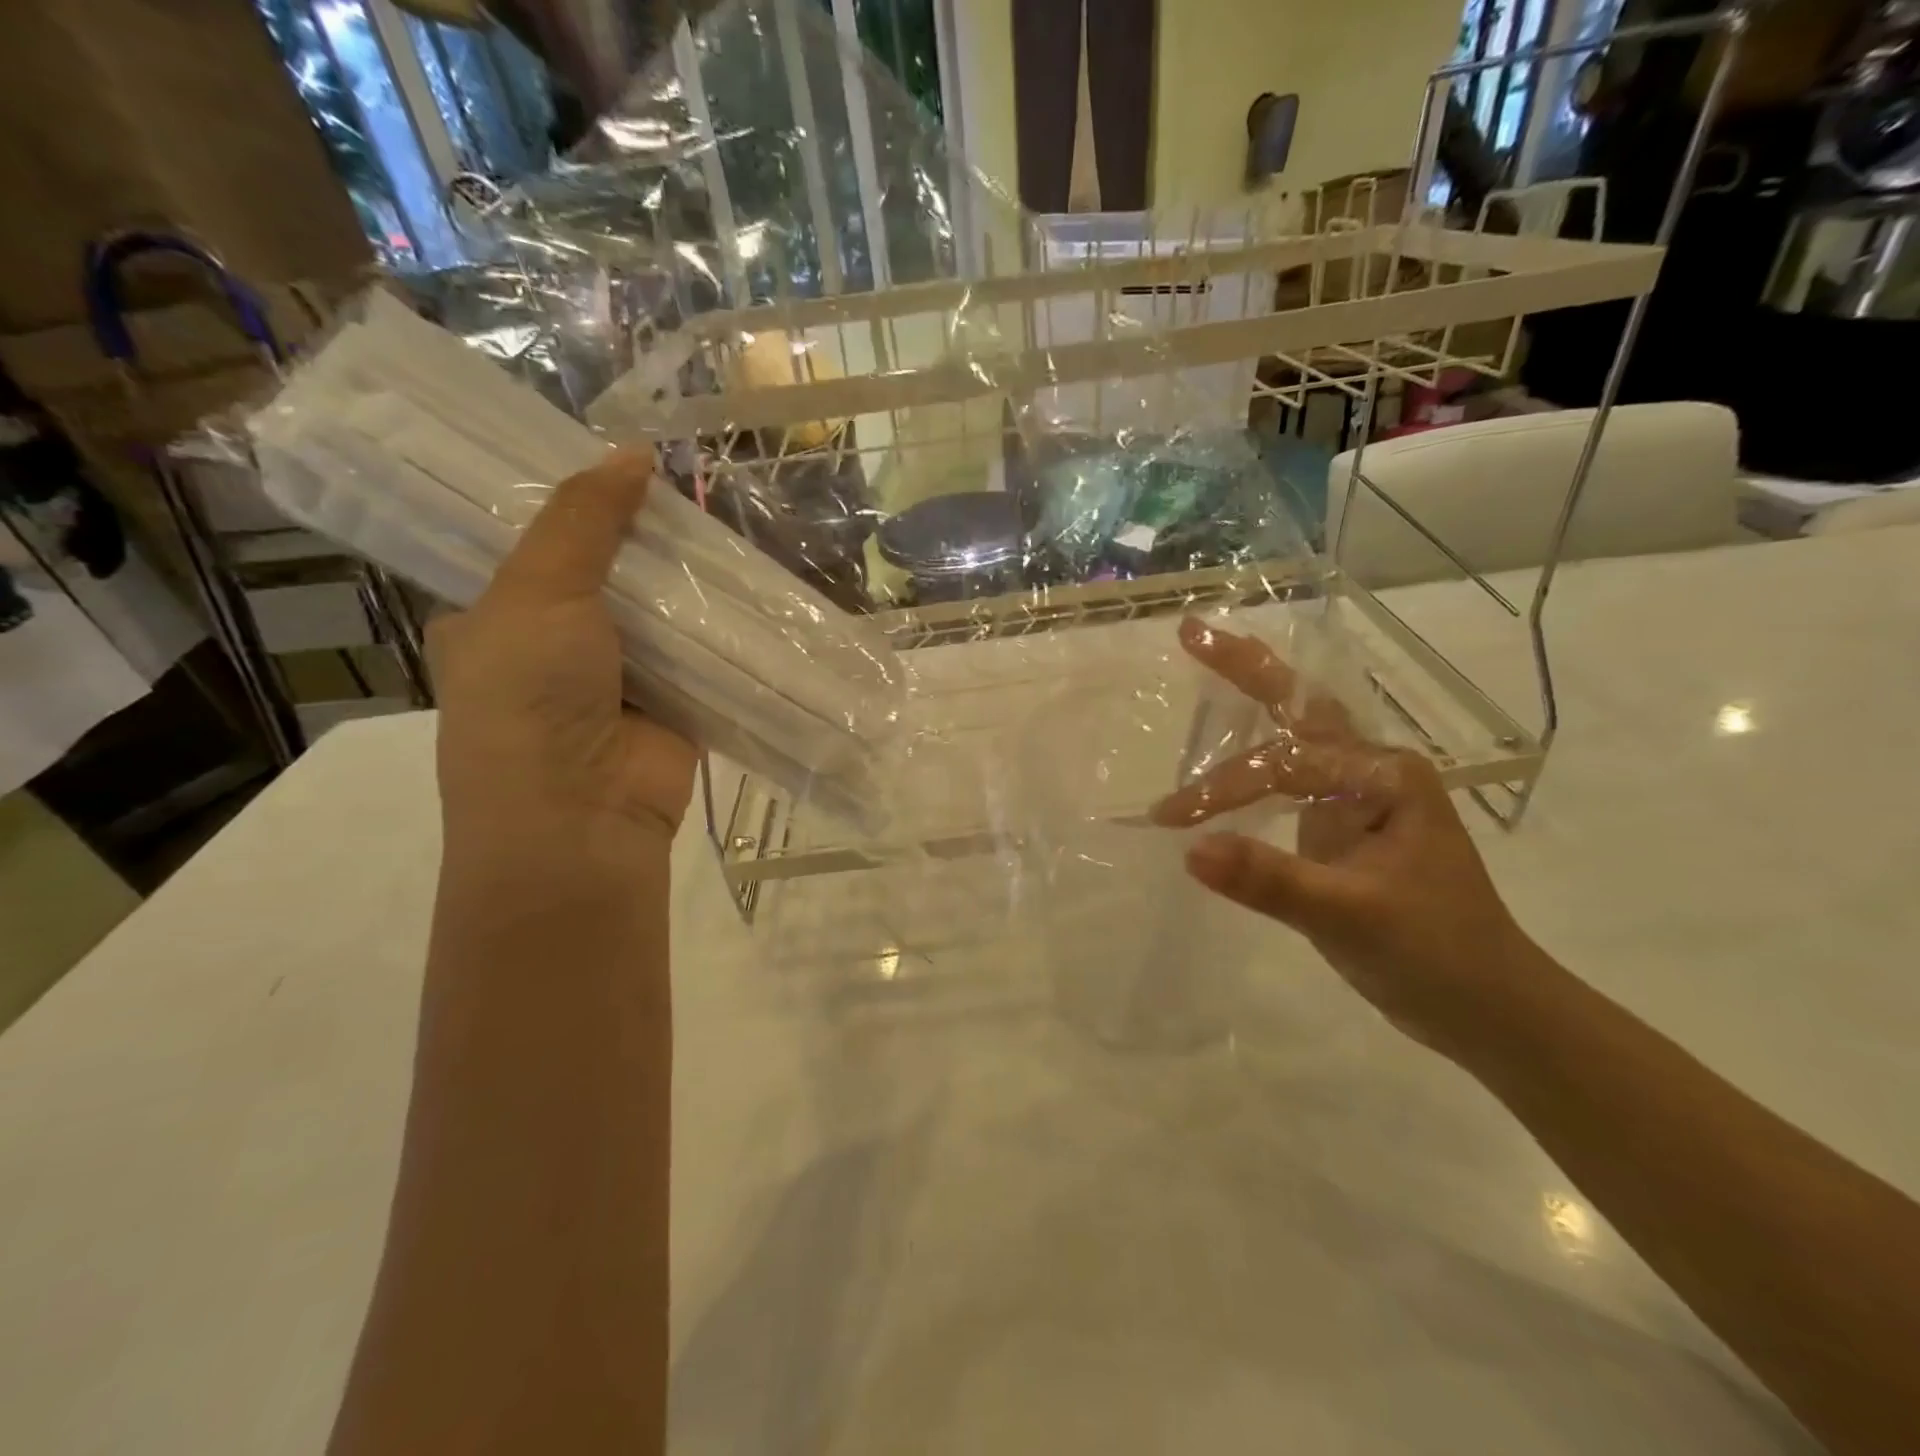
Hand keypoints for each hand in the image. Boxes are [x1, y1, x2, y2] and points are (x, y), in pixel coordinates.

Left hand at [429, 450, 697, 863]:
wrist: (582, 815)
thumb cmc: (531, 698)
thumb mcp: (537, 591)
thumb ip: (583, 520)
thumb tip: (633, 451)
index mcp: (496, 619)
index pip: (535, 546)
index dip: (575, 505)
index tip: (619, 464)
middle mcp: (554, 648)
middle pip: (607, 576)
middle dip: (645, 541)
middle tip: (690, 487)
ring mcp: (619, 681)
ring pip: (660, 615)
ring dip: (689, 584)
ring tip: (730, 525)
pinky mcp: (675, 706)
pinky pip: (702, 656)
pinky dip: (723, 630)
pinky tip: (755, 589)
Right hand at [1151, 618, 1538, 1052]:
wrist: (1489, 1009)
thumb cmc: (1436, 954)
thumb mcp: (1350, 917)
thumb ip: (1270, 880)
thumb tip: (1189, 850)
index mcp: (1384, 776)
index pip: (1283, 763)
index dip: (1224, 786)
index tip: (1171, 819)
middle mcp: (1369, 773)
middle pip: (1300, 708)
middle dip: (1246, 668)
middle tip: (1193, 633)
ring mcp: (1354, 800)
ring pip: (1292, 740)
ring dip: (1248, 705)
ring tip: (1205, 667)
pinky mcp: (1340, 829)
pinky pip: (1286, 784)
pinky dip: (1248, 769)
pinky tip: (1221, 766)